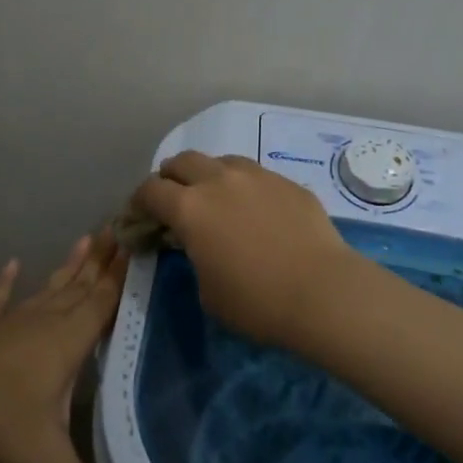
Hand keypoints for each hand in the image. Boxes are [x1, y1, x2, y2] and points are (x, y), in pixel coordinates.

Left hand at [0, 234, 141, 462]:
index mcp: (68, 342)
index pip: (105, 302)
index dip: (125, 275)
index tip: (140, 242)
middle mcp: (44, 321)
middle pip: (81, 286)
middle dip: (103, 260)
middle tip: (120, 227)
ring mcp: (11, 322)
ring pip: (49, 288)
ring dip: (69, 265)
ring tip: (86, 237)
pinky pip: (0, 301)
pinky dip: (6, 284)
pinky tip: (11, 264)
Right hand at [131, 152, 357, 344]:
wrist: (323, 292)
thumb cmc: (256, 302)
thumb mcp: (207, 291)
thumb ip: (194, 257)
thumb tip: (199, 246)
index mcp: (190, 208)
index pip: (150, 190)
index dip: (138, 203)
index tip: (140, 217)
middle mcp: (219, 181)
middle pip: (182, 161)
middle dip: (170, 178)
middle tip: (173, 200)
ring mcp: (256, 177)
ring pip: (221, 161)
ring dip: (208, 175)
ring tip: (215, 198)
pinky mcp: (287, 183)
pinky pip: (255, 175)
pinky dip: (243, 186)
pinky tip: (255, 210)